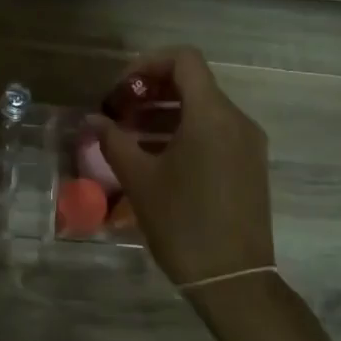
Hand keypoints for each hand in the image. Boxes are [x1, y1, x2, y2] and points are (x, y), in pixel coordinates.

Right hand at [88, 48, 274, 288]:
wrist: (233, 280)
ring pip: (203, 110)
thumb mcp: (139, 179)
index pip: (184, 59)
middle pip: (193, 83)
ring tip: (129, 138)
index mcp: (211, 115)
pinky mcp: (249, 165)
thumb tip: (92, 120)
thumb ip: (113, 141)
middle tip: (118, 113)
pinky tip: (155, 159)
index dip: (148, 64)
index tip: (121, 90)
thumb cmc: (183, 223)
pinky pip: (214, 133)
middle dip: (151, 91)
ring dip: (164, 114)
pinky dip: (183, 133)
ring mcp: (247, 144)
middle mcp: (236, 121)